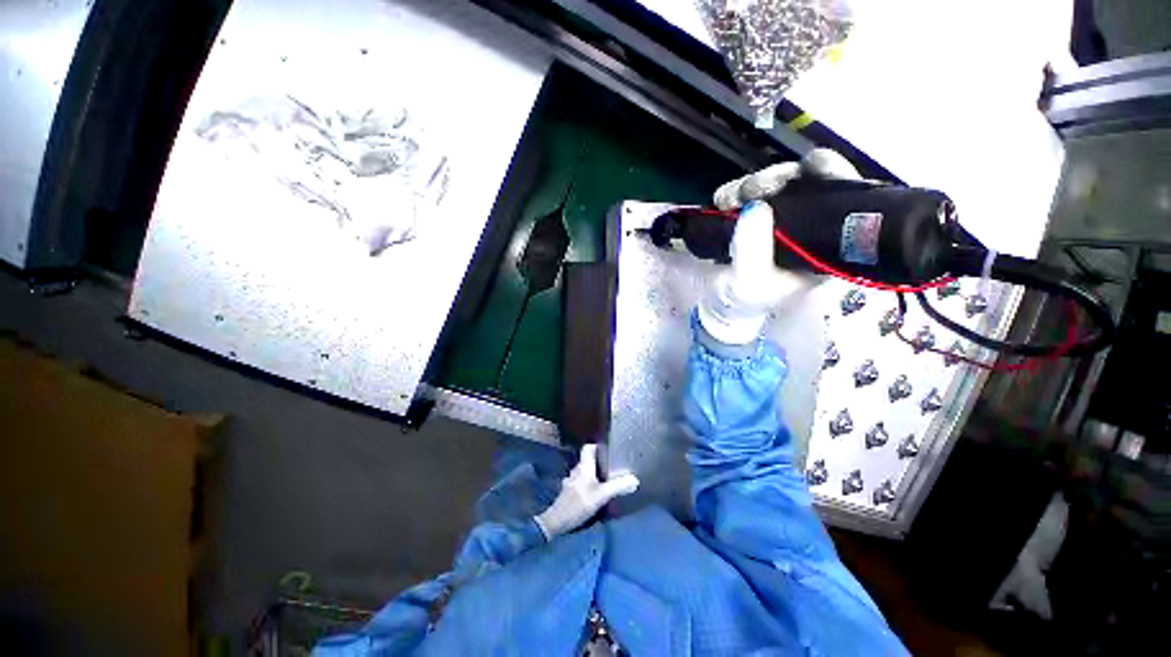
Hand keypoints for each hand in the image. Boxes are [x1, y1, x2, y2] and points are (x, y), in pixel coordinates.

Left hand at [534, 445, 638, 539]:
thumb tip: (634, 479)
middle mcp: (576, 470)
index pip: (588, 448)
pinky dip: (586, 484)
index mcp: (584, 467)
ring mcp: (571, 481)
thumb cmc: (579, 504)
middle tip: (610, 467)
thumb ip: (617, 487)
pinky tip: (592, 493)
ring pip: (583, 472)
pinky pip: (579, 482)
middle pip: (587, 460)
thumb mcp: (601, 496)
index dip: (597, 446)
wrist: (557, 521)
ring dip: (592, 474)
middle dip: (597, 462)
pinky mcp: (568, 492)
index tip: (608, 450)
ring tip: (603, 480)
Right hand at [698, 149, 860, 345]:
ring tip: (727, 199)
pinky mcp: (758, 218)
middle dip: (780, 178)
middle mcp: (811, 227)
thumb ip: (753, 250)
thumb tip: (755, 207)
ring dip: (752, 184)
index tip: (811, 168)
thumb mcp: (750, 283)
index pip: (844, 199)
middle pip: (809, 184)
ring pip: (778, 186)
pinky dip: (737, 191)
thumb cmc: (743, 301)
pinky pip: (754, 194)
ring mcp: (783, 220)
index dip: (833, 175)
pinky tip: (724, 199)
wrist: (721, 305)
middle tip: (750, 190)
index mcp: (827, 245)